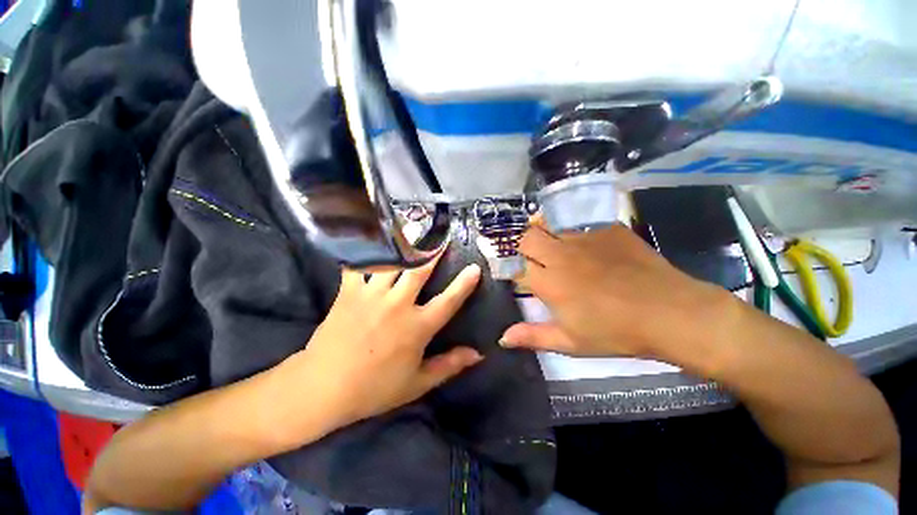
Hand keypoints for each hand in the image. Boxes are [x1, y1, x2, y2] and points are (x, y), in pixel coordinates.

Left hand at [289, 253, 483, 434]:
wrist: (322, 389)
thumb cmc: (373, 388)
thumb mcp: (417, 383)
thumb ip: (449, 366)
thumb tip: (477, 354)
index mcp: (417, 327)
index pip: (448, 301)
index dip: (464, 284)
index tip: (475, 267)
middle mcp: (398, 305)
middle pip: (420, 270)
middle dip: (433, 252)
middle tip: (442, 238)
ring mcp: (372, 295)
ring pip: (392, 262)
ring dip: (404, 247)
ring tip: (411, 233)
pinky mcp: (349, 292)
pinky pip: (358, 265)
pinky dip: (364, 252)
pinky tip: (370, 241)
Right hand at [501, 223, 739, 363]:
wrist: (671, 313)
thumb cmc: (615, 333)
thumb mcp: (570, 342)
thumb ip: (532, 336)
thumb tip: (502, 339)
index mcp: (548, 282)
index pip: (517, 267)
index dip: (517, 272)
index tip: (524, 280)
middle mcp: (560, 255)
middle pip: (527, 238)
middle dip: (526, 247)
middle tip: (538, 261)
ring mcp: (584, 238)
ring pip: (551, 227)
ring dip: (548, 238)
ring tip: (561, 252)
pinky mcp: (607, 229)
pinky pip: (581, 225)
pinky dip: (577, 235)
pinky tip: (593, 250)